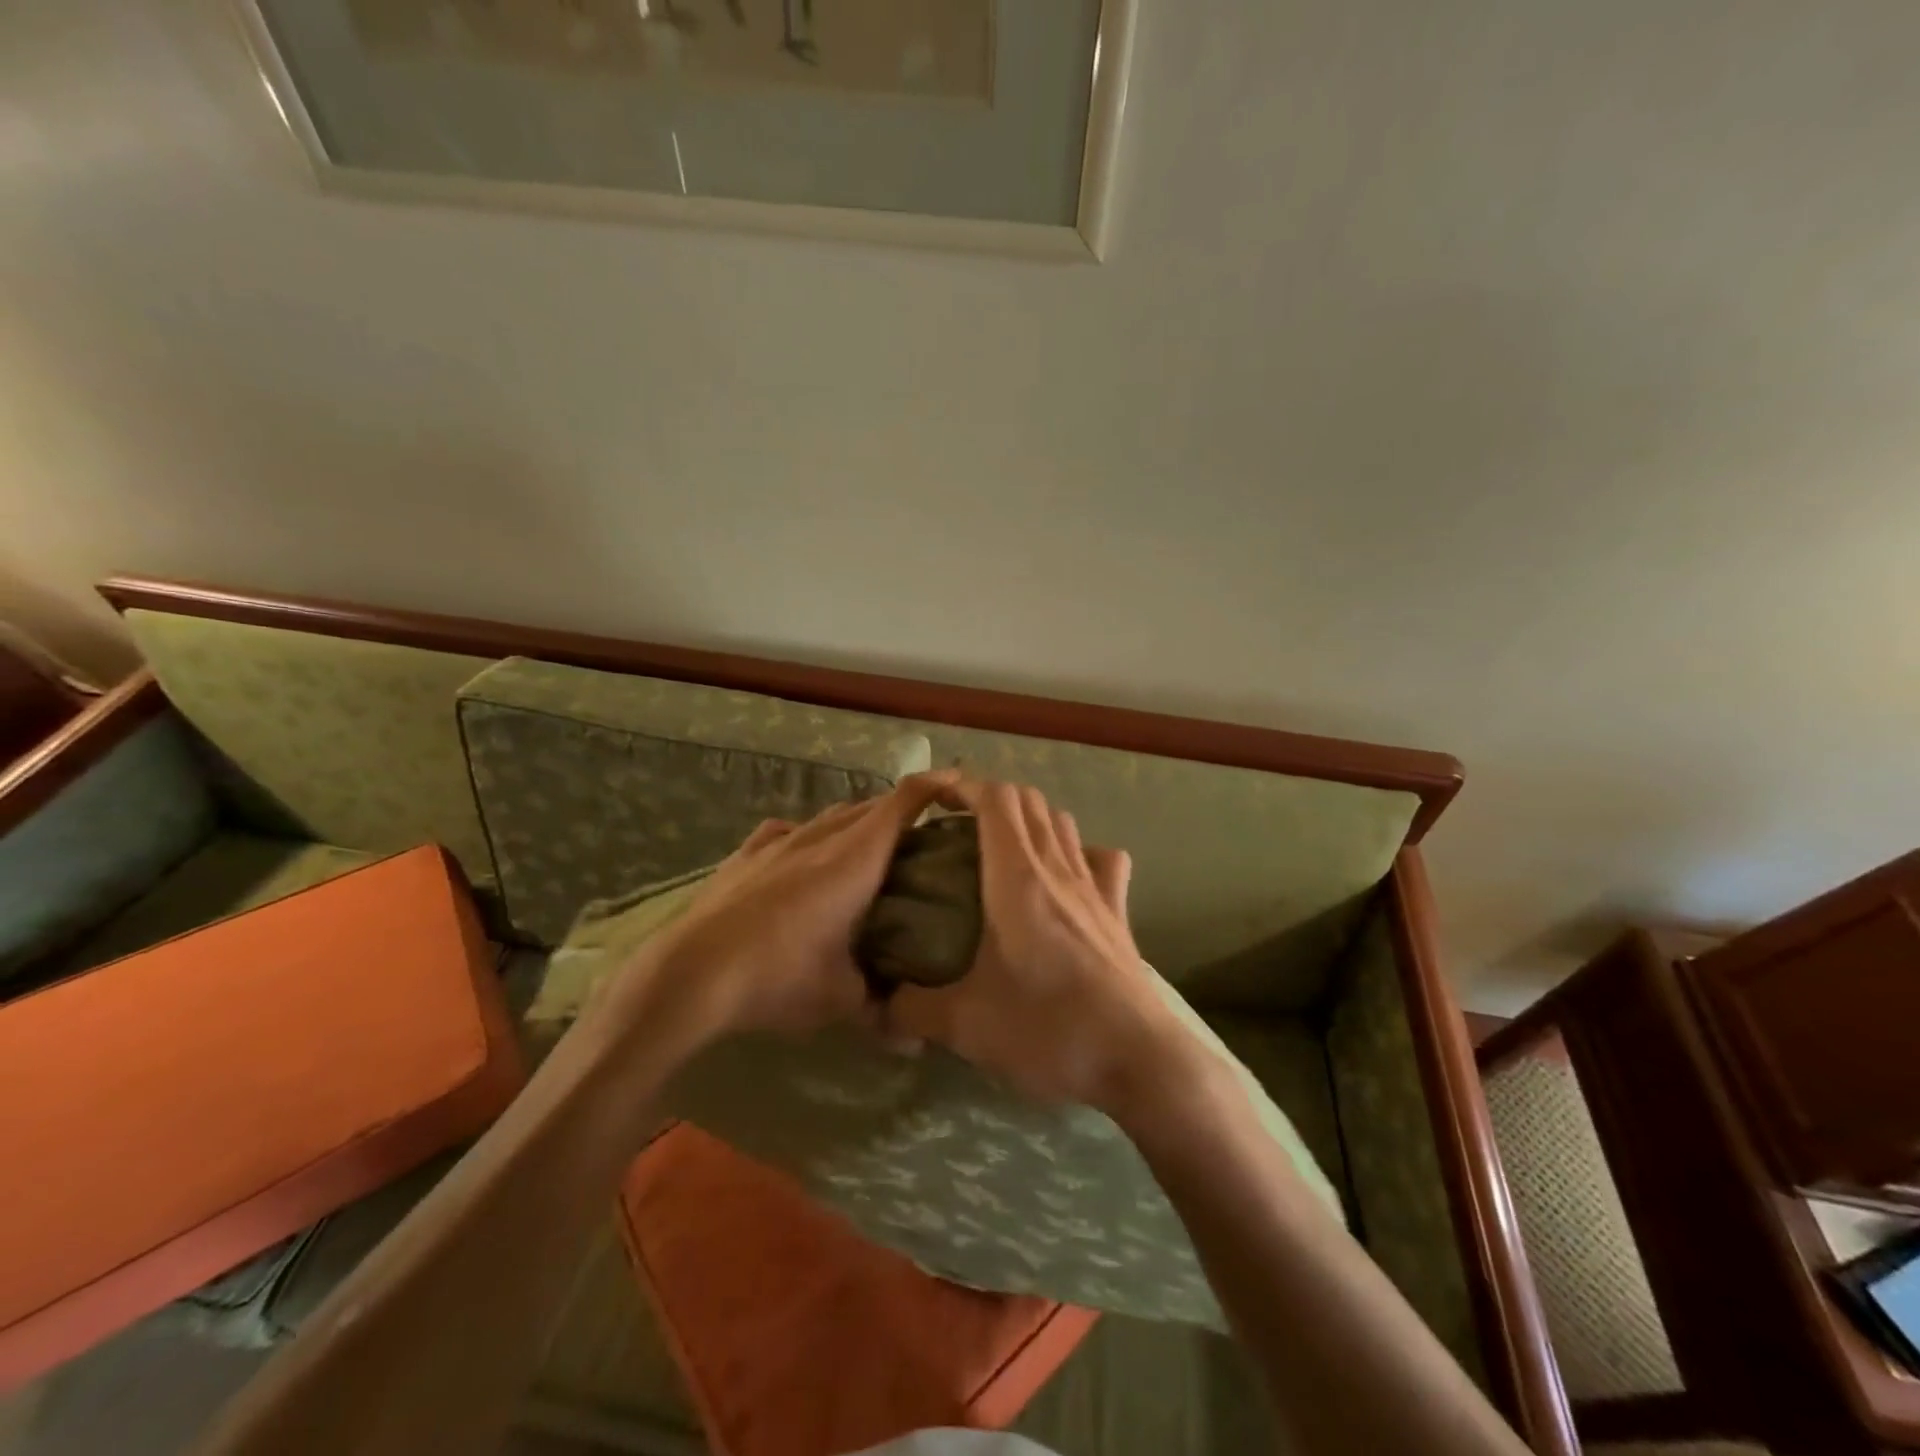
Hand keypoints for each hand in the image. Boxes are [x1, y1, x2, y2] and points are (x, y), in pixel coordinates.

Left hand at [595, 772, 958, 1047]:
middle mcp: (821, 837)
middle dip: (902, 813)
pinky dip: (808, 836)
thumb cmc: (778, 977)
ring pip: (830, 816)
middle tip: (923, 840)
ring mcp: (779, 841)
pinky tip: (803, 856)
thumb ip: (881, 1007)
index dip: (937, 786)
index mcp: (856, 858)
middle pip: (871, 805)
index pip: (905, 801)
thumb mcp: (840, 999)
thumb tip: (912, 1039)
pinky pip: (787, 831)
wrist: (690, 975)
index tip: (961, 791)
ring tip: (869, 850)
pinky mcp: (746, 854)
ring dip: (856, 823)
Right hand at [885, 778, 1189, 1114]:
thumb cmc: (1049, 1030)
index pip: (996, 799)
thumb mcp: (966, 1026)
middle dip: (990, 798)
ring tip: (1000, 847)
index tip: (934, 799)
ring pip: (1063, 823)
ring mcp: (1094, 888)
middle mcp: (1057, 869)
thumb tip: (881, 1004)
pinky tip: (1066, 875)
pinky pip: (1102, 860)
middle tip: (957, 827)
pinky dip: (1080, 852)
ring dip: (1030, 819)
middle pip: (1029, 801)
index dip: (964, 786)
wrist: (1138, 1061)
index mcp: (1017, 878)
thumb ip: (913, 1009)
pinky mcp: (1118, 914)